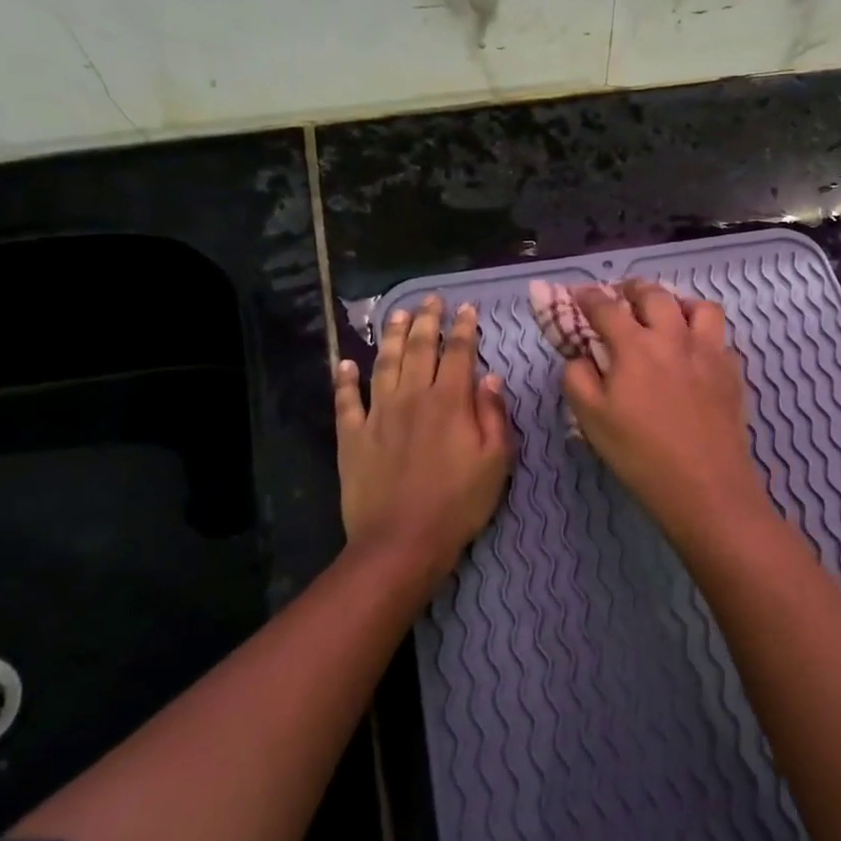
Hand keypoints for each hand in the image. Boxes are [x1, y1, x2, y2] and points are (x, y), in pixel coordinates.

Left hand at [335, 295, 513, 578]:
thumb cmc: (459, 503)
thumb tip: (490, 378)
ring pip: (383, 364)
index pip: (458, 353)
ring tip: (395, 313)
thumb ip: (494, 415)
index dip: (464, 328)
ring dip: (390, 335)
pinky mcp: (352, 436)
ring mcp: (377, 415)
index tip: (467, 308)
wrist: (402, 541)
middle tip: (430, 299)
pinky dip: (344, 379)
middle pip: (418, 349)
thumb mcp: (496, 462)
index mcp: (449, 402)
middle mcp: (411, 398)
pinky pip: (346, 400)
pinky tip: (345, 363)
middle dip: (426, 320)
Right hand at [562, 282, 769, 539]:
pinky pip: (720, 337)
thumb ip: (578, 378)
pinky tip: (696, 352)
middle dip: (633, 288)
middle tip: (623, 296)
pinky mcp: (732, 371)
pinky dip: (704, 334)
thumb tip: (580, 356)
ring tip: (668, 315)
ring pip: (699, 306)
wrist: (705, 486)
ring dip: (678, 302)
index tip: (578, 294)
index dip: (587, 296)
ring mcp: (709, 351)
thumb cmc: (640, 454)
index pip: (606, 307)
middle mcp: (674, 337)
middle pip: (655, 294)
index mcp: (634, 346)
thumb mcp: (591, 420)